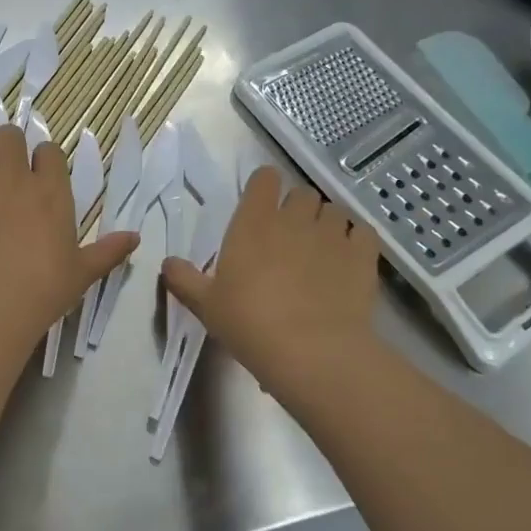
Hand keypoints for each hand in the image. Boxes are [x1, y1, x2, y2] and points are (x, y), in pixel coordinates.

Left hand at [0, 124, 137, 353]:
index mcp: (51, 191)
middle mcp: (13, 177)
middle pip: (9, 135)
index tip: (39, 179)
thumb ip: (108, 251)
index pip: (49, 150)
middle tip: (6, 174)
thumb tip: (136, 237)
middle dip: (9, 148)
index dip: (44, 161)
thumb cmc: (42, 293)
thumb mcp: (82, 273)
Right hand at [161, 167, 382, 401]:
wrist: (311, 351)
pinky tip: (347, 261)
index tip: (260, 208)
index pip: (264, 180)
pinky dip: (355, 240)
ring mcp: (333, 234)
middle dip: (296, 209)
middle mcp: (294, 218)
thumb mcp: (206, 305)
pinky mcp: (363, 254)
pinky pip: (362, 232)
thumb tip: (167, 263)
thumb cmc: (249, 323)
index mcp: (253, 223)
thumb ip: (184, 279)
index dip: (263, 188)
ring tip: (320, 252)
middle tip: (288, 239)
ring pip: (334, 210)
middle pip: (301, 194)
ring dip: (326, 224)